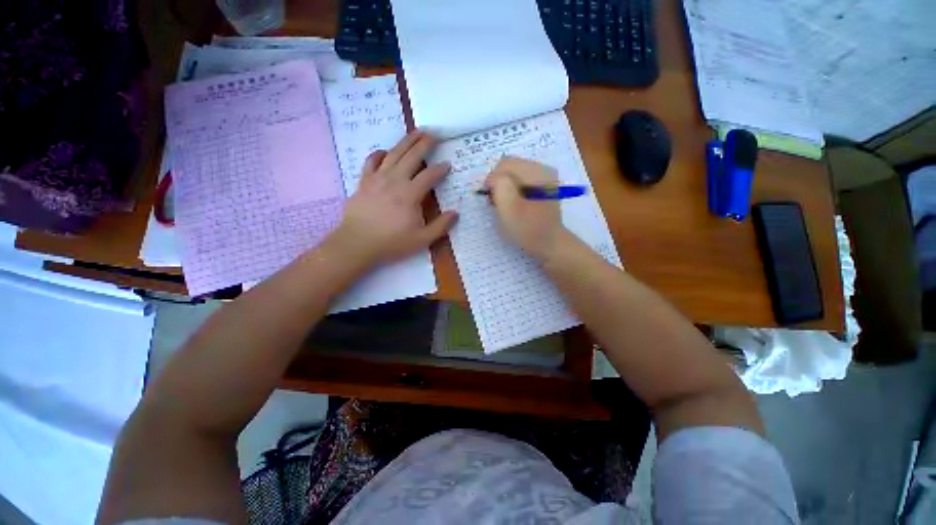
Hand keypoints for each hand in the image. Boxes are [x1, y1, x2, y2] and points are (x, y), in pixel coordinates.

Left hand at [330, 131, 457, 267]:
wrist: (357, 244)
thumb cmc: (392, 243)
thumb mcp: (422, 239)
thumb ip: (440, 226)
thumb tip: (455, 213)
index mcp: (410, 194)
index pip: (429, 175)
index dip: (440, 169)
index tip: (448, 164)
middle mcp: (395, 180)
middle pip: (412, 156)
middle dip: (425, 143)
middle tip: (434, 133)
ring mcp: (377, 178)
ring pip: (394, 153)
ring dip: (406, 141)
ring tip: (416, 132)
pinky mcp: (364, 181)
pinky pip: (371, 161)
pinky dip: (379, 153)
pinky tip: (385, 151)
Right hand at [484, 156, 568, 259]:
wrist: (549, 244)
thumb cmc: (528, 229)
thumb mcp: (509, 209)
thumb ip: (499, 186)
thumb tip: (494, 178)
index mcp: (538, 172)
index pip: (505, 164)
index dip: (492, 179)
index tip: (490, 199)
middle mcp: (543, 169)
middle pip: (510, 165)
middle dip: (498, 182)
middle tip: (495, 202)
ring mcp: (544, 177)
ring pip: (513, 173)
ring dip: (504, 187)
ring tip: (504, 204)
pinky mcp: (542, 185)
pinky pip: (520, 180)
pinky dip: (511, 190)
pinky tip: (512, 203)